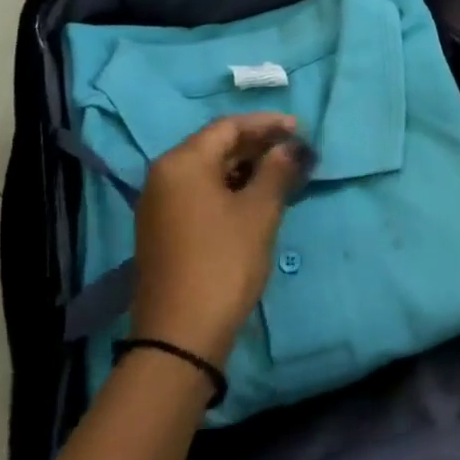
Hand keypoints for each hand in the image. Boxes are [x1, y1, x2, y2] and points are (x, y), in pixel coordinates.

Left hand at [131, 113, 309, 367]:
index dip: (266, 124)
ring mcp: (159, 204)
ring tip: (281, 173)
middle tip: (294, 150)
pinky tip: (255, 198)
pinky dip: (229, 187)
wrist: (180, 335)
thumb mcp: (259, 212)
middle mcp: (164, 175)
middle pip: (215, 146)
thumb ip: (278, 170)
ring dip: (245, 167)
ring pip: (208, 170)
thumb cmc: (224, 262)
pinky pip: (199, 192)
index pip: (228, 127)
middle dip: (256, 144)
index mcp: (182, 163)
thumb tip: (292, 146)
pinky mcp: (163, 229)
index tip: (299, 128)